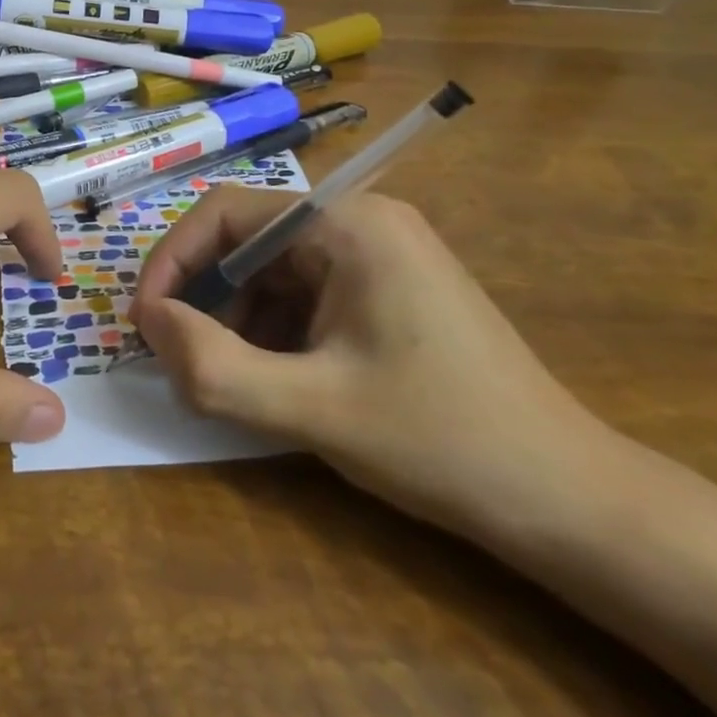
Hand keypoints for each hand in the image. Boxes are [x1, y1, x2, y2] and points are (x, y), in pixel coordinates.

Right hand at [131, 189, 612, 540]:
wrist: (572, 503)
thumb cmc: (441, 441)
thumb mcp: (312, 409)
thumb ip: (213, 366)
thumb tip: (147, 322)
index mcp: (346, 223)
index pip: (225, 213)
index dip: (172, 262)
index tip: (144, 322)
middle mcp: (360, 220)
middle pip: (246, 240)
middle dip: (204, 299)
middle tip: (180, 360)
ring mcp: (377, 253)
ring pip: (270, 271)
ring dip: (236, 320)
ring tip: (229, 380)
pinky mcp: (385, 288)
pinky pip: (303, 294)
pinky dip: (272, 331)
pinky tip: (274, 380)